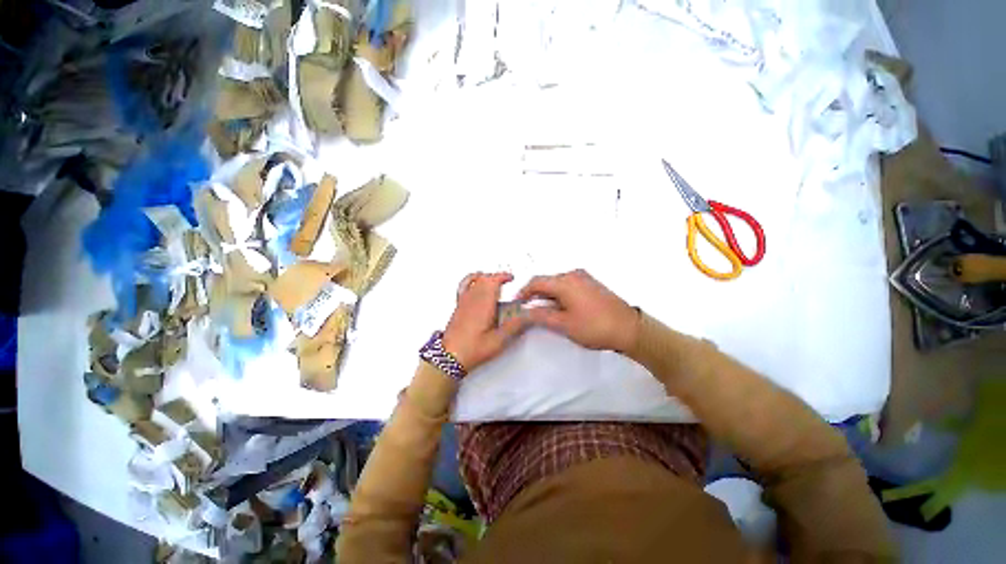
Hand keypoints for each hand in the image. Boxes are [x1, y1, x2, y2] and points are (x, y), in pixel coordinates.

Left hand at [443, 272, 529, 371]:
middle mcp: (472, 299)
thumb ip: (515, 326)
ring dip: (486, 278)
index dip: (503, 276)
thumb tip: (527, 316)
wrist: (450, 357)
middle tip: (506, 280)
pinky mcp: (458, 306)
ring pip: (475, 280)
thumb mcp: (499, 341)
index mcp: (484, 304)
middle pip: (485, 279)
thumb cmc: (472, 349)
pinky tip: (474, 282)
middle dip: (497, 277)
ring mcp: (463, 301)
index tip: (511, 277)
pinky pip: (463, 286)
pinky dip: (470, 279)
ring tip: (494, 280)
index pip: (493, 281)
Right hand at [517, 269, 639, 351]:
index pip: (536, 281)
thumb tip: (525, 311)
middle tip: (529, 309)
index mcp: (565, 282)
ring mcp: (585, 277)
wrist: (629, 328)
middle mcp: (573, 274)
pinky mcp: (592, 283)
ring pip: (558, 283)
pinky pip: (569, 284)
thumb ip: (541, 316)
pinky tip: (560, 306)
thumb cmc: (594, 327)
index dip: (524, 292)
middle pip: (547, 280)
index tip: (518, 303)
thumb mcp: (563, 324)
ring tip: (544, 309)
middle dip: (535, 293)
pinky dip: (559, 293)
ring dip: (548, 294)